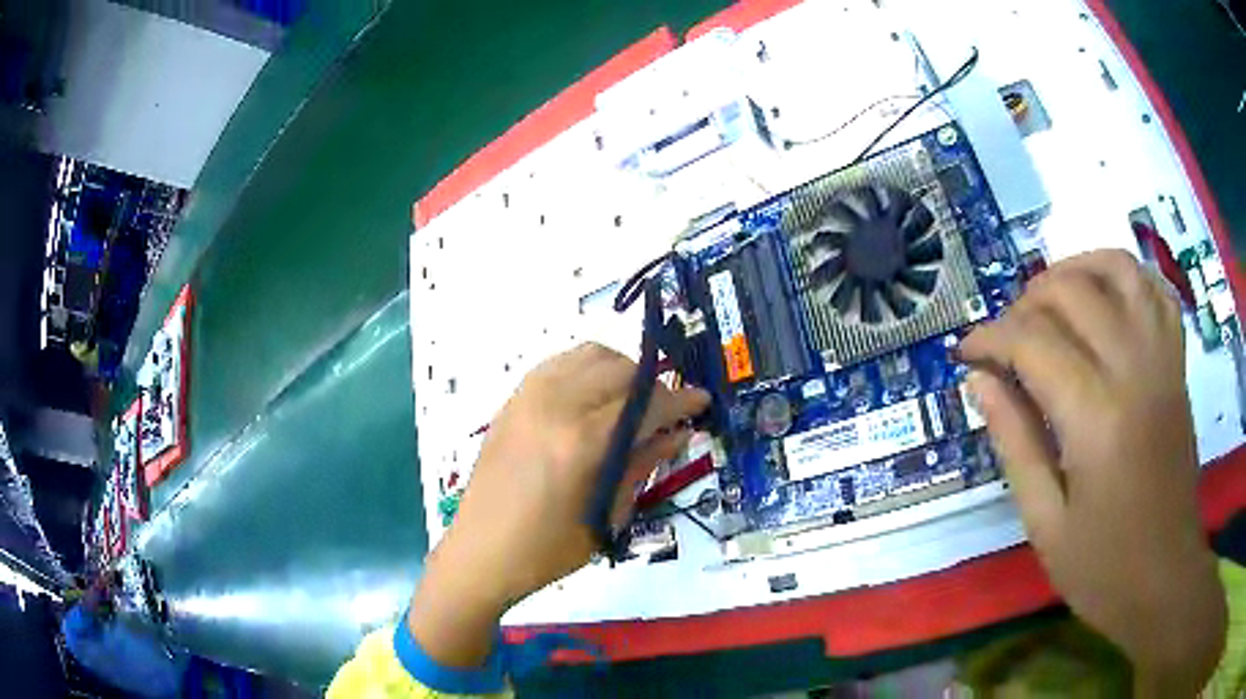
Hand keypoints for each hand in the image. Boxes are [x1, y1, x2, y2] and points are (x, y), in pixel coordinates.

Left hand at [409, 343, 709, 666]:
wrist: (480, 553)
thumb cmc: (546, 551)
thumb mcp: (605, 517)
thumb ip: (643, 466)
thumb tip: (678, 435)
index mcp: (581, 443)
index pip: (644, 404)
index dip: (680, 400)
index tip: (701, 402)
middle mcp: (554, 406)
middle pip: (620, 369)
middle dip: (653, 385)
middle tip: (666, 412)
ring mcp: (528, 397)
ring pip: (589, 354)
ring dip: (620, 370)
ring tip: (631, 401)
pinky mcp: (512, 400)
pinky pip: (558, 362)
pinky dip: (586, 369)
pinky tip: (593, 397)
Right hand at [960, 250, 1224, 694]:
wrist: (1165, 578)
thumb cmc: (1103, 567)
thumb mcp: (1045, 523)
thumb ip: (1015, 443)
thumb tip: (979, 381)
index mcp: (1096, 418)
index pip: (1032, 342)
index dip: (990, 338)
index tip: (965, 353)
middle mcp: (1133, 369)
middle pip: (1072, 291)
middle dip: (1026, 302)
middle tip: (1006, 338)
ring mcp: (1162, 358)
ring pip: (1117, 269)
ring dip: (1076, 269)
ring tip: (1051, 298)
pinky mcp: (1178, 362)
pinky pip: (1154, 290)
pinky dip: (1125, 277)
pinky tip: (1105, 297)